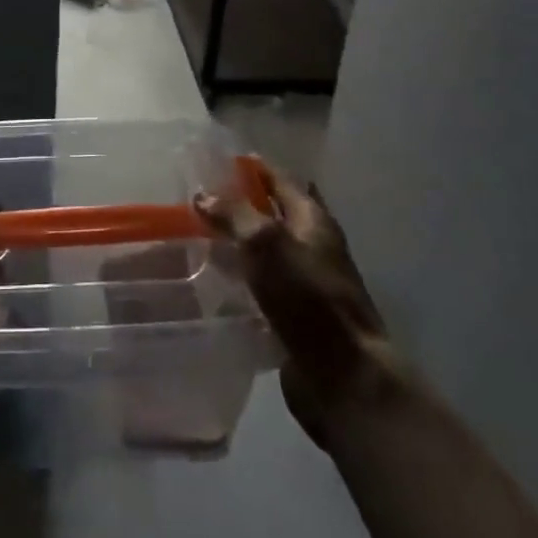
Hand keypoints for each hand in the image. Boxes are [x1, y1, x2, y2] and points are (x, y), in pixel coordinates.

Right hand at [196, 161, 403, 446]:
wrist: (343, 376)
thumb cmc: (308, 298)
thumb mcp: (266, 243)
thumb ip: (234, 215)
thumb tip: (203, 194)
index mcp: (313, 220)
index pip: (279, 179)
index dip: (251, 167)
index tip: (213, 160)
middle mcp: (312, 246)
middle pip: (271, 215)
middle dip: (238, 205)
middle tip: (194, 199)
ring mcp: (304, 283)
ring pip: (263, 253)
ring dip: (235, 244)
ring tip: (193, 237)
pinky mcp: (292, 317)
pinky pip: (259, 287)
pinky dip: (238, 280)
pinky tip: (209, 283)